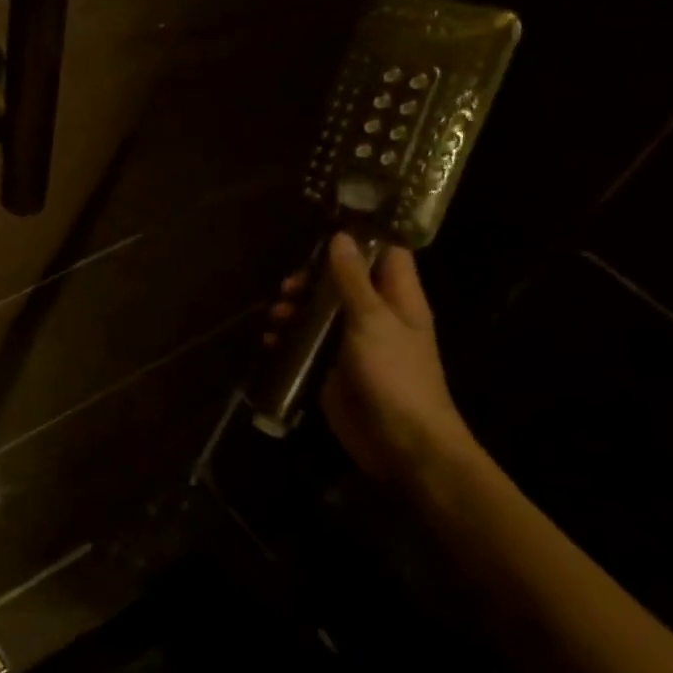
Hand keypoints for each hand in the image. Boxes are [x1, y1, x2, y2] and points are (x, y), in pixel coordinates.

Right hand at [265, 235, 475, 481]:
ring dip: (296, 309)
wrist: (401, 443)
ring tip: (277, 314)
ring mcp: (354, 345)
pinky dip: (289, 340)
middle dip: (313, 279)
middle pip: (344, 283)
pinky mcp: (333, 369)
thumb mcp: (372, 320)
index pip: (386, 255)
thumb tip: (341, 237)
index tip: (327, 229)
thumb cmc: (395, 375)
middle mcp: (377, 317)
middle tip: (289, 285)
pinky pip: (308, 345)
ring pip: (321, 313)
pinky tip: (271, 342)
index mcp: (399, 300)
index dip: (362, 239)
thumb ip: (353, 280)